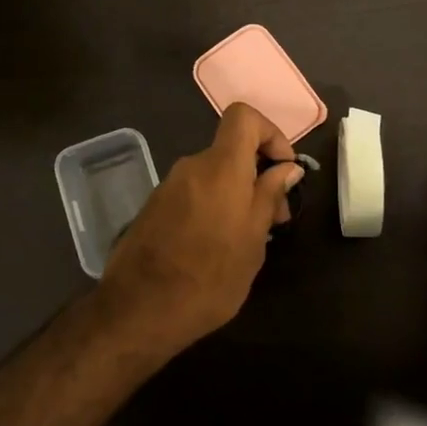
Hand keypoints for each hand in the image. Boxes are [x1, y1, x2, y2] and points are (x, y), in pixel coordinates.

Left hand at [100, 103, 303, 352]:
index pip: (243, 116)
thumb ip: (270, 196)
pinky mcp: (155, 206)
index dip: (270, 133)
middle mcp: (192, 166)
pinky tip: (218, 245)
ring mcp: (169, 186)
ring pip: (214, 174)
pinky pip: (194, 192)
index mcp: (220, 167)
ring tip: (249, 239)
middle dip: (259, 174)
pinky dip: (214, 205)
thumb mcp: (253, 240)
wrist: (139, 310)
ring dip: (237, 194)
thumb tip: (287, 167)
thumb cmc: (209, 277)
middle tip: (276, 219)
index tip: (284, 169)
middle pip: (231, 150)